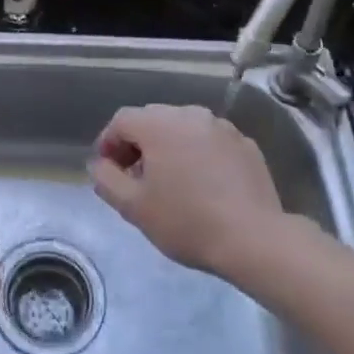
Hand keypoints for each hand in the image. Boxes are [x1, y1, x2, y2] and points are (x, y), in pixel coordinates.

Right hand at [89, 104, 281, 275]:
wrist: (254, 239)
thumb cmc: (186, 221)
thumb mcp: (133, 207)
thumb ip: (106, 179)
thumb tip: (99, 164)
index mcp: (159, 124)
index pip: (121, 120)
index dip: (109, 143)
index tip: (108, 171)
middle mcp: (190, 114)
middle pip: (153, 119)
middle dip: (138, 144)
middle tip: (136, 178)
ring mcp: (222, 127)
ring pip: (184, 128)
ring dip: (170, 147)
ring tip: (171, 181)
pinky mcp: (245, 144)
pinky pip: (210, 141)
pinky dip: (199, 154)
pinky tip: (204, 184)